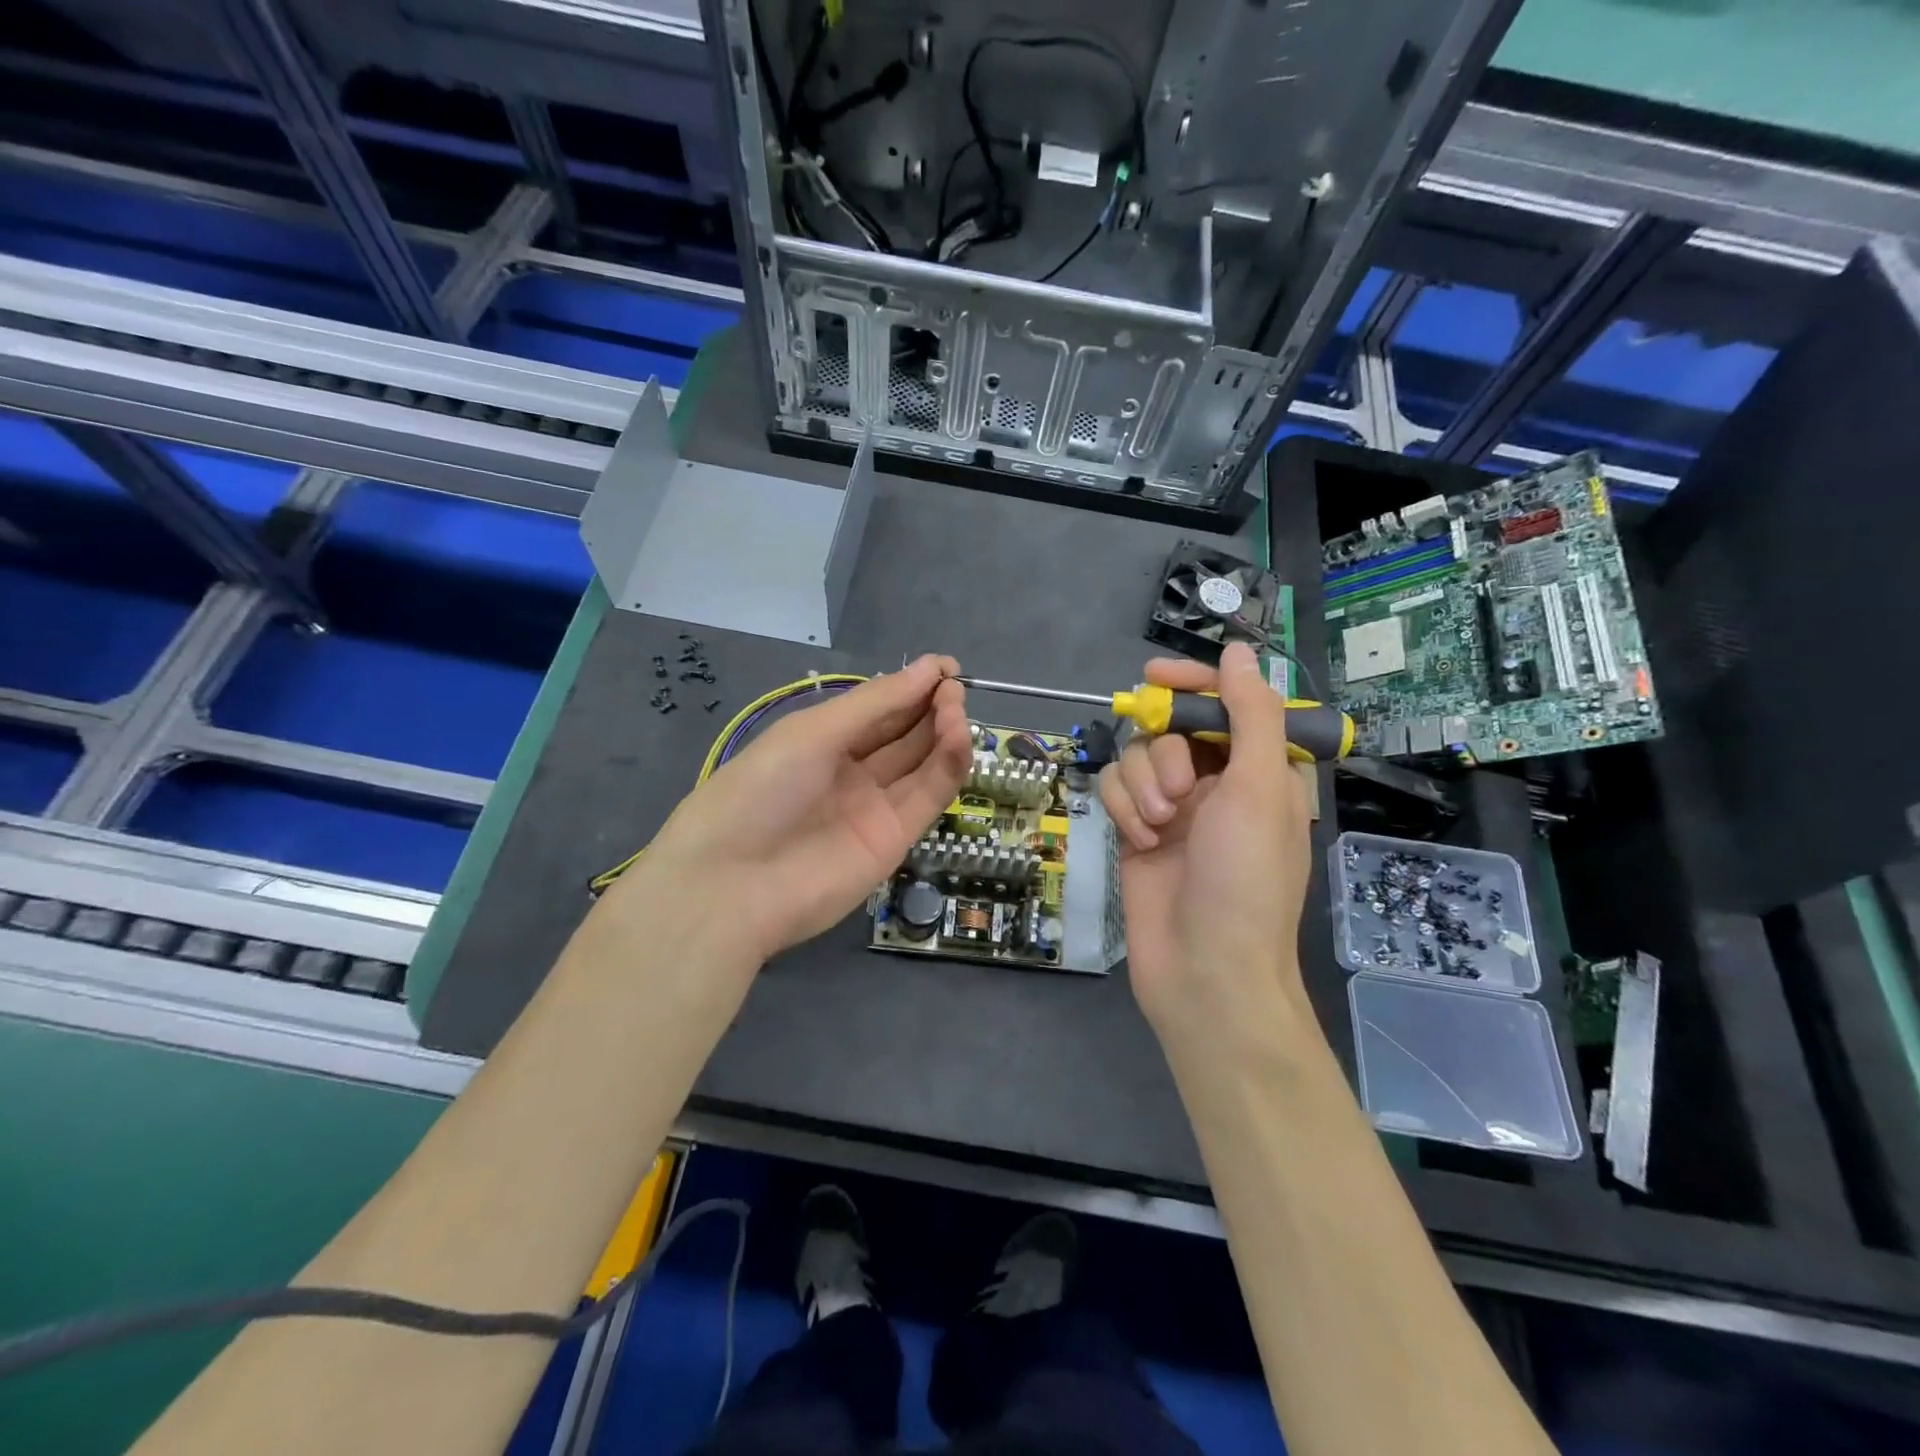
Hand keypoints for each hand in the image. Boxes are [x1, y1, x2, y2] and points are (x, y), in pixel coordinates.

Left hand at [633, 655, 971, 962]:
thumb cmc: (761, 790)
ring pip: (922, 762)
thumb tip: (930, 667)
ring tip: (957, 708)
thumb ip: (875, 703)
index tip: (947, 668)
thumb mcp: (813, 733)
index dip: (913, 686)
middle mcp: (851, 770)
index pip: (879, 707)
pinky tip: (959, 738)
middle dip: (931, 706)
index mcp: (823, 740)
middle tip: (955, 688)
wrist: (733, 885)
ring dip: (945, 731)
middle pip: (904, 732)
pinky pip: (929, 795)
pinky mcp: (896, 839)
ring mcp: (875, 806)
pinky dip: (949, 765)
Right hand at [1098, 643, 1313, 1041]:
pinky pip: (1116, 789)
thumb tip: (1239, 651)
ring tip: (1160, 826)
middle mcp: (1216, 782)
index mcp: (1259, 769)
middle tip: (1179, 790)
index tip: (1153, 678)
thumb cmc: (1246, 878)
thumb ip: (1250, 714)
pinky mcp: (1137, 830)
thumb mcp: (1258, 788)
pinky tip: (1140, 841)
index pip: (1224, 703)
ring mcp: (1174, 808)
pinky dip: (1124, 808)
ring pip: (1138, 757)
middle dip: (1167, 752)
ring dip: (1143, 784)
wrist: (1205, 969)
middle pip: (1172, 727)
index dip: (1192, 685)